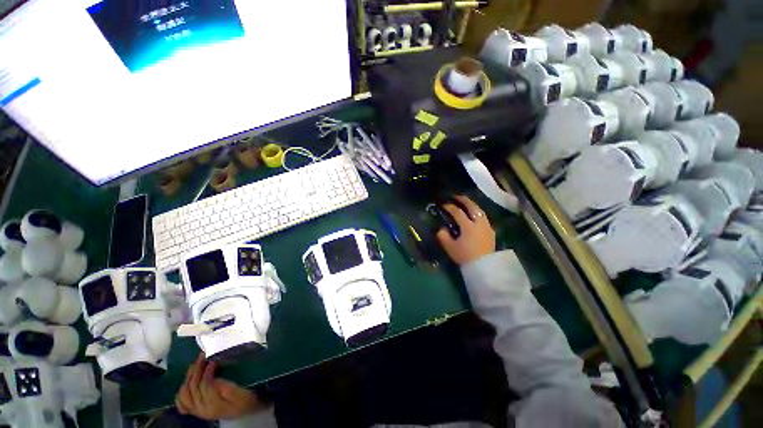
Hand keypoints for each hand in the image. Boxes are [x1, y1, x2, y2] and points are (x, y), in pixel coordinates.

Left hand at [175, 354, 266, 419]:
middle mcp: (201, 410)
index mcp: (214, 406)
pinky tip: (187, 382)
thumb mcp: (240, 394)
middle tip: (202, 357)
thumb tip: (214, 378)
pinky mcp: (195, 409)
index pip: (204, 387)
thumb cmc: (245, 399)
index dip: (206, 372)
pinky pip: (181, 402)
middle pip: (192, 389)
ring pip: (184, 394)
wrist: (245, 409)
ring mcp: (196, 411)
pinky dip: (182, 391)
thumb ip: (226, 387)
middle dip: (195, 371)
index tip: (212, 360)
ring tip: (195, 365)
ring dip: (188, 378)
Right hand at [436, 195, 494, 264]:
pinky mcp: (491, 231)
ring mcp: (487, 226)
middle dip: (463, 200)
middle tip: (456, 196)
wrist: (485, 267)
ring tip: (465, 203)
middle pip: (472, 207)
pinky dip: (477, 212)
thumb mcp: (450, 247)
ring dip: (472, 205)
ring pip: (480, 211)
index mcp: (468, 226)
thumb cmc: (466, 257)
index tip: (443, 205)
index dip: (450, 207)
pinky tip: (474, 215)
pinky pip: (484, 217)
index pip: (458, 212)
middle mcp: (479, 223)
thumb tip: (441, 228)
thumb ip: (443, 236)